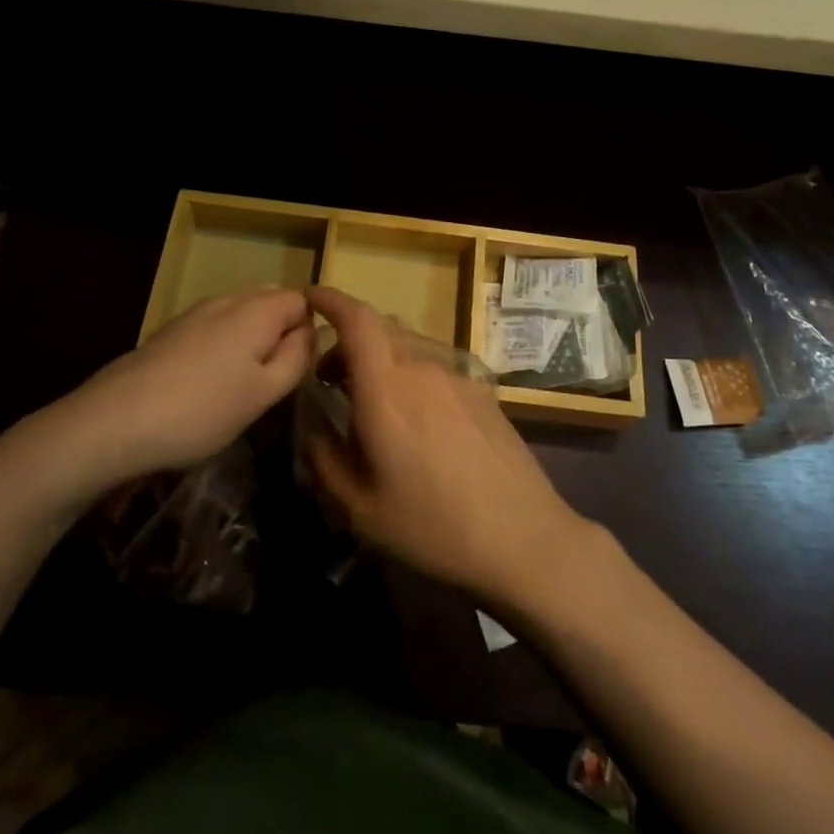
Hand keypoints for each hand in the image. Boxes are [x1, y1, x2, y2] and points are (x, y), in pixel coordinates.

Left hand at [17, 288, 314, 507]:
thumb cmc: (202, 411)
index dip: (309, 330)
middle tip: (275, 377)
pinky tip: (208, 383)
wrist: (113, 422)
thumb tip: (312, 331)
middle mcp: (228, 299)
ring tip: (242, 384)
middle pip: (271, 300)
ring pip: (240, 312)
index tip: (299, 369)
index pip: (302, 300)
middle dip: (281, 330)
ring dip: (252, 338)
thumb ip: (297, 357)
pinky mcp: (170, 330)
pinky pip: (214, 325)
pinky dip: (224, 344)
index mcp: (258, 309)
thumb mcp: (264, 393)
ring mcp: (195, 312)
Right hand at [306, 286, 596, 610]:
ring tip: (373, 406)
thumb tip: (313, 429)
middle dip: (348, 342)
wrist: (523, 537)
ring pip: (408, 348)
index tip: (310, 296)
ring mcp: (457, 376)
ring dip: (381, 361)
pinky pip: (434, 368)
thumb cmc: (433, 526)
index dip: (331, 299)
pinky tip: (418, 424)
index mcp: (387, 390)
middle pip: (381, 329)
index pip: (357, 320)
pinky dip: (410, 377)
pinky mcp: (481, 391)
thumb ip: (326, 460)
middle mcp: (422, 368)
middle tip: (331, 379)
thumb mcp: (362, 509)